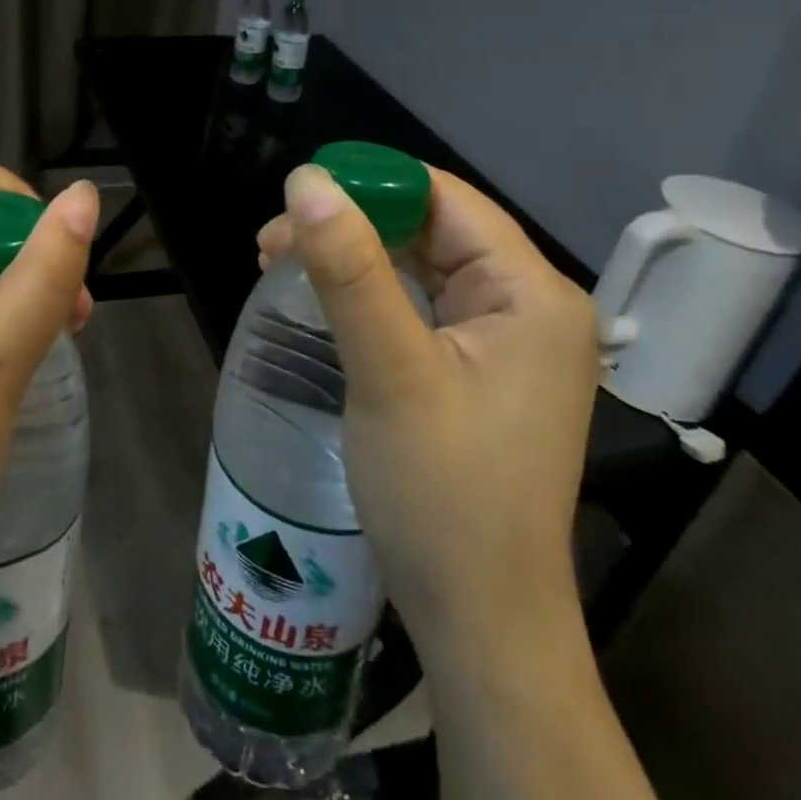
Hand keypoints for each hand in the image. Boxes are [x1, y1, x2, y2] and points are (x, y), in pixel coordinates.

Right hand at [257, 164, 597, 642]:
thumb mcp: (390, 371)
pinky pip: (418, 305)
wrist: (478, 618)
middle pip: (430, 228)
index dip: (368, 183)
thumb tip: (306, 181)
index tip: (293, 197)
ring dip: (350, 257)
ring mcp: (504, 340)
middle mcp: (527, 305)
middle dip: (348, 224)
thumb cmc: (443, 494)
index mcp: (530, 292)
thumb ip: (349, 269)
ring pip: (419, 265)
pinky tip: (321, 298)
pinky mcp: (477, 369)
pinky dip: (366, 293)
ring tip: (276, 262)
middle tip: (270, 242)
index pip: (445, 199)